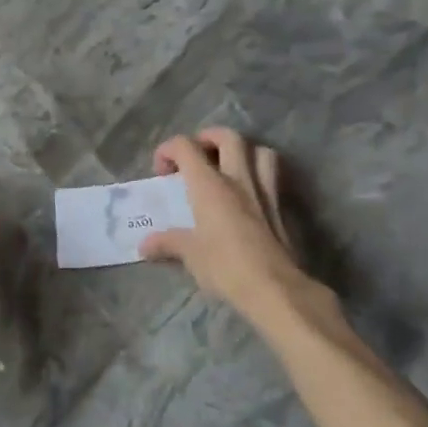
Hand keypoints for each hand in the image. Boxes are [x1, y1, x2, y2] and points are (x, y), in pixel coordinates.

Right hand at [137, 128, 342, 337]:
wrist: (275, 289)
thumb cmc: (225, 266)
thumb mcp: (189, 255)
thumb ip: (167, 243)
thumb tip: (144, 245)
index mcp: (209, 184)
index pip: (185, 146)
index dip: (168, 150)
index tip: (162, 172)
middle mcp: (238, 179)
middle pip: (228, 137)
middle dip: (208, 138)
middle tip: (197, 156)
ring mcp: (265, 192)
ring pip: (260, 151)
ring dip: (244, 152)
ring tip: (230, 166)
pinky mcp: (283, 209)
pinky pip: (274, 178)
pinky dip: (261, 175)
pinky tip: (250, 194)